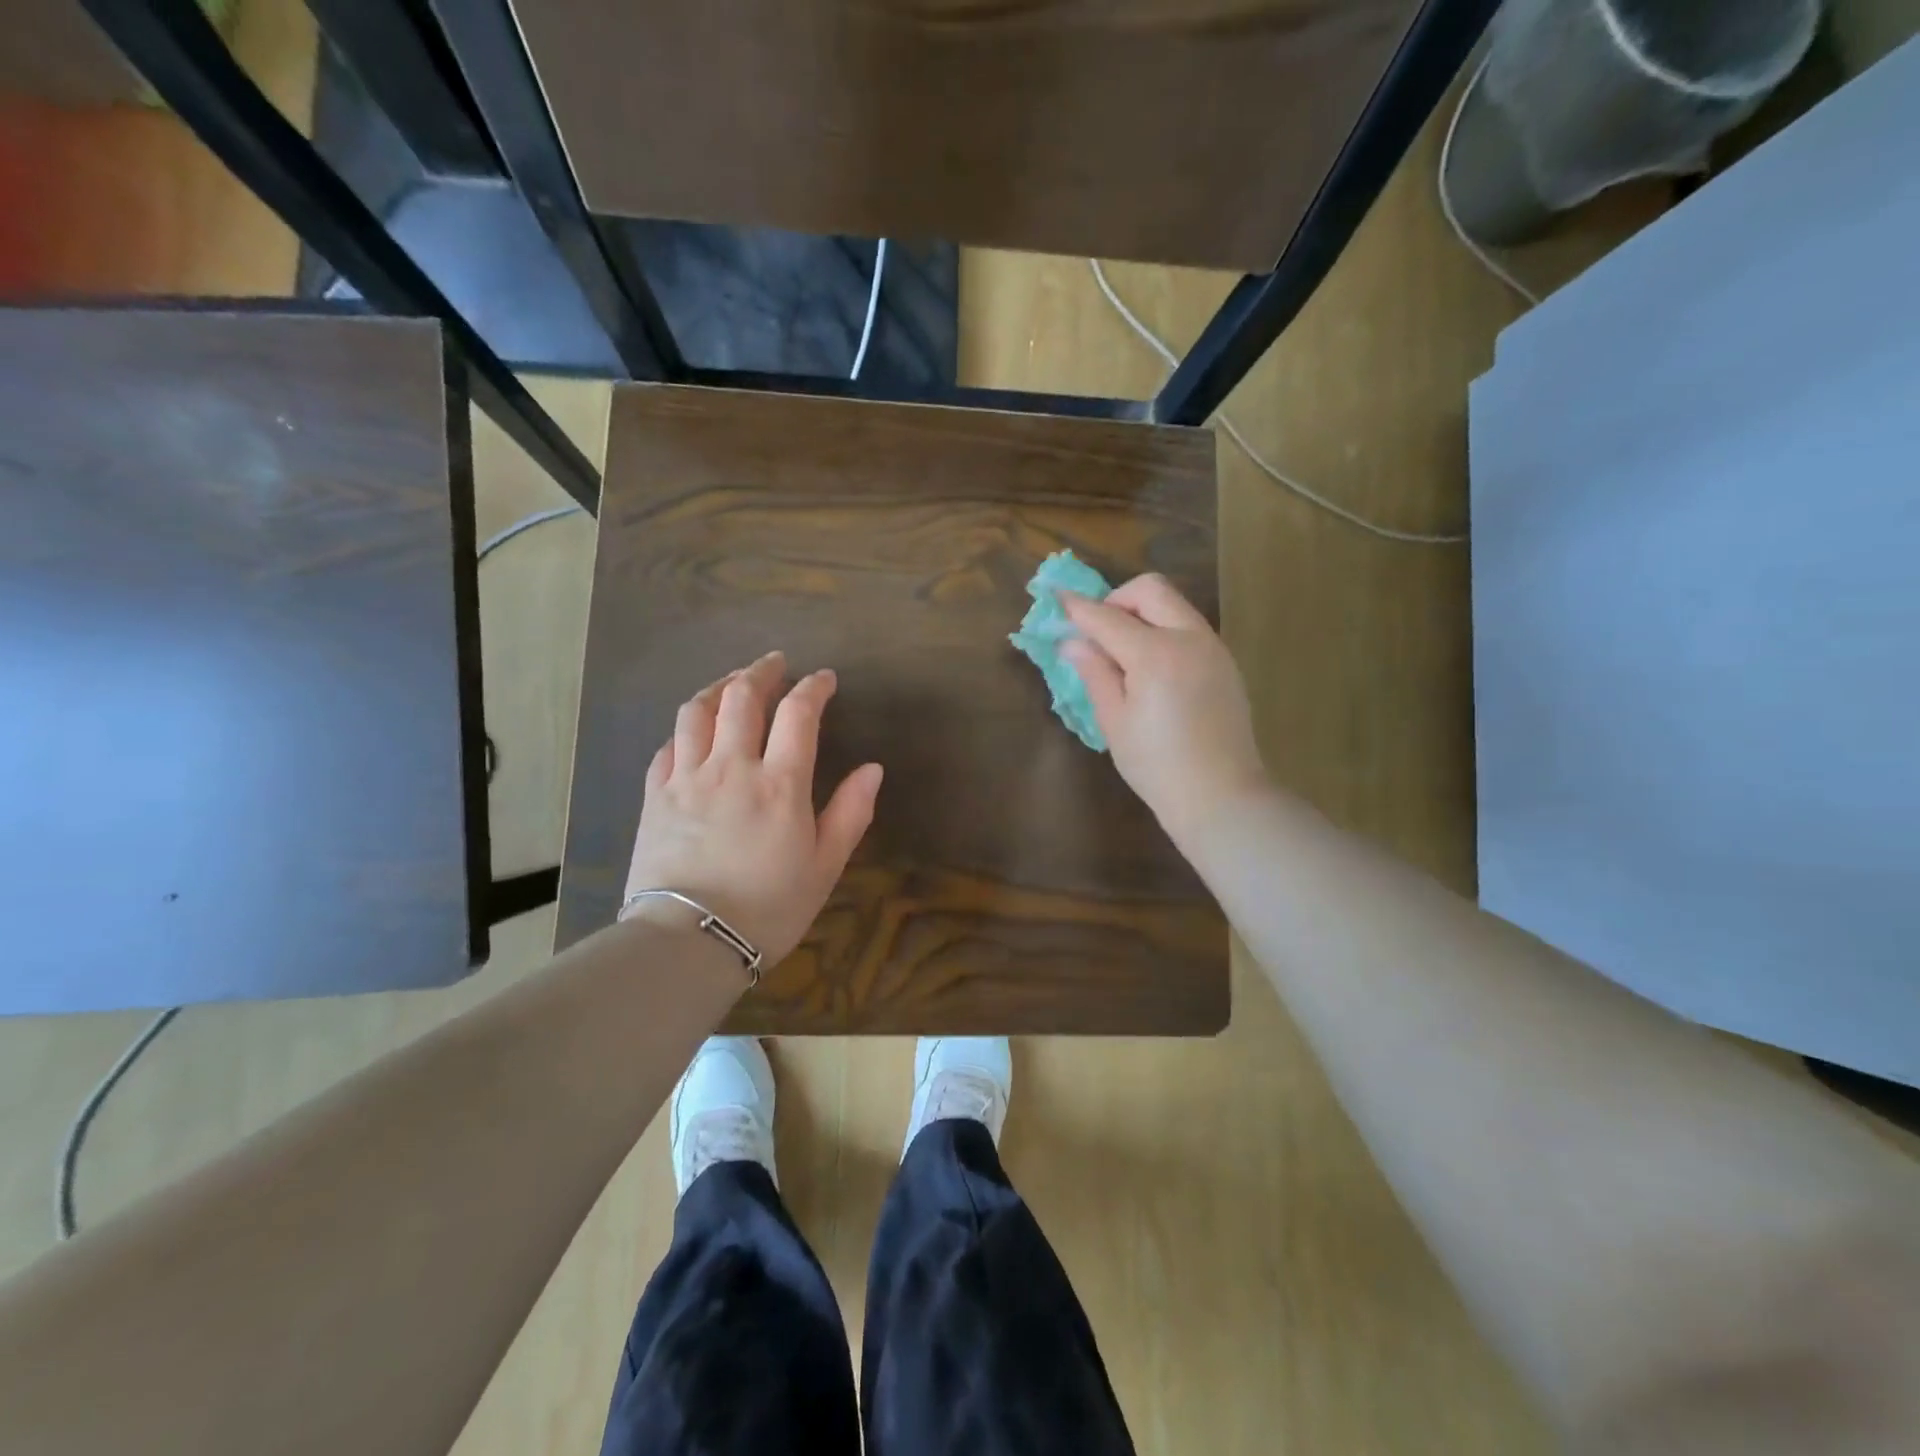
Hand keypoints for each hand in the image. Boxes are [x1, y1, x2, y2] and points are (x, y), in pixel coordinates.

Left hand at [624, 651, 882, 966]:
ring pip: (697, 712)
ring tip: (731, 683)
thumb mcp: (825, 866)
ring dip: (718, 688)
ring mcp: (687, 778)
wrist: (689, 942)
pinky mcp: (655, 797)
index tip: (824, 679)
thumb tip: (872, 769)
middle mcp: (732, 767)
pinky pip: (667, 747)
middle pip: (741, 697)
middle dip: (761, 672)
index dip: (813, 688)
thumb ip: (850, 812)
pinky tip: (691, 731)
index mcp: (780, 783)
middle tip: (775, 664)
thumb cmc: (768, 908)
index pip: (798, 713)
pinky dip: (684, 729)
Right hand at [1059, 575, 1268, 844]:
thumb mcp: (1114, 721)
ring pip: (1174, 605)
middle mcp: (1189, 638)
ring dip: (1143, 613)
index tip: (1058, 599)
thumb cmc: (1156, 765)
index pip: (1107, 618)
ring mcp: (1213, 648)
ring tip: (1123, 652)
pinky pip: (1189, 627)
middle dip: (1117, 600)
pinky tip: (1152, 669)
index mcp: (1155, 654)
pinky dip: (1164, 630)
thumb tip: (1072, 642)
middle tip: (1098, 632)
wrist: (1220, 795)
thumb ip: (1095, 673)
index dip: (1078, 608)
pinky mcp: (1225, 663)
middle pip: (1150, 590)